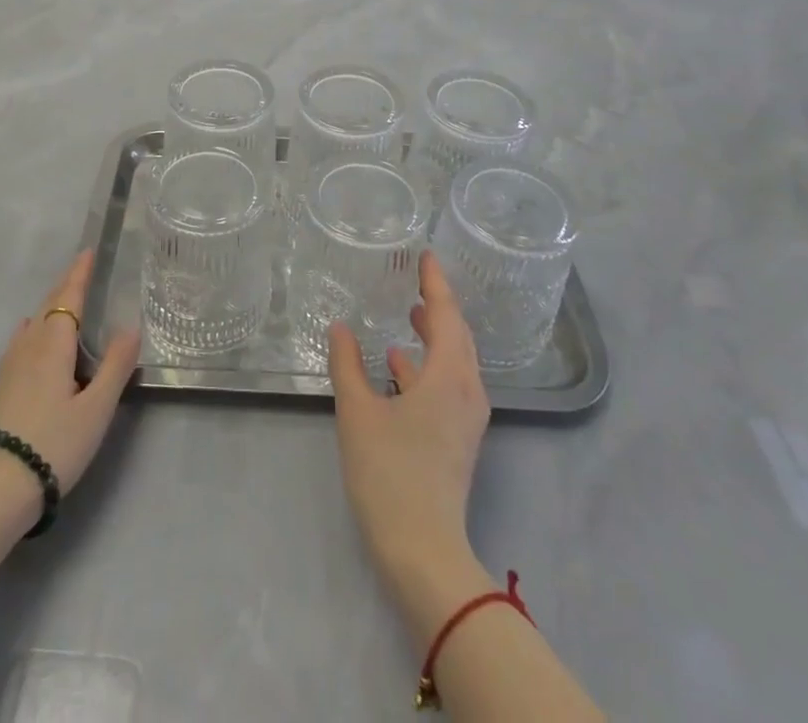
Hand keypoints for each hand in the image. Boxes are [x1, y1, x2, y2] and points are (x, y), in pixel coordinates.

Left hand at [0, 250, 140, 505]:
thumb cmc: (53, 444)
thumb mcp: (96, 409)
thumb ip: (115, 366)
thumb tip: (130, 327)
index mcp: (54, 344)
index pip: (68, 298)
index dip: (79, 274)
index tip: (87, 251)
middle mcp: (29, 346)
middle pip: (48, 306)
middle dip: (65, 285)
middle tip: (81, 268)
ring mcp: (9, 366)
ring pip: (33, 323)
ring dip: (50, 306)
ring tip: (63, 300)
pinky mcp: (0, 386)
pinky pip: (22, 340)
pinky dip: (35, 327)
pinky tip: (31, 336)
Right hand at [328, 250, 490, 576]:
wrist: (424, 550)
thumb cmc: (390, 473)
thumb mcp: (358, 412)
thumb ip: (347, 365)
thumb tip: (339, 327)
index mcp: (448, 377)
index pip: (446, 314)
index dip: (436, 283)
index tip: (427, 255)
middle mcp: (467, 391)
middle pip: (458, 336)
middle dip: (439, 306)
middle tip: (418, 280)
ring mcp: (466, 417)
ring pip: (455, 361)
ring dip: (434, 335)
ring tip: (409, 315)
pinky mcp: (459, 438)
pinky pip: (449, 384)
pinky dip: (427, 366)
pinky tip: (397, 366)